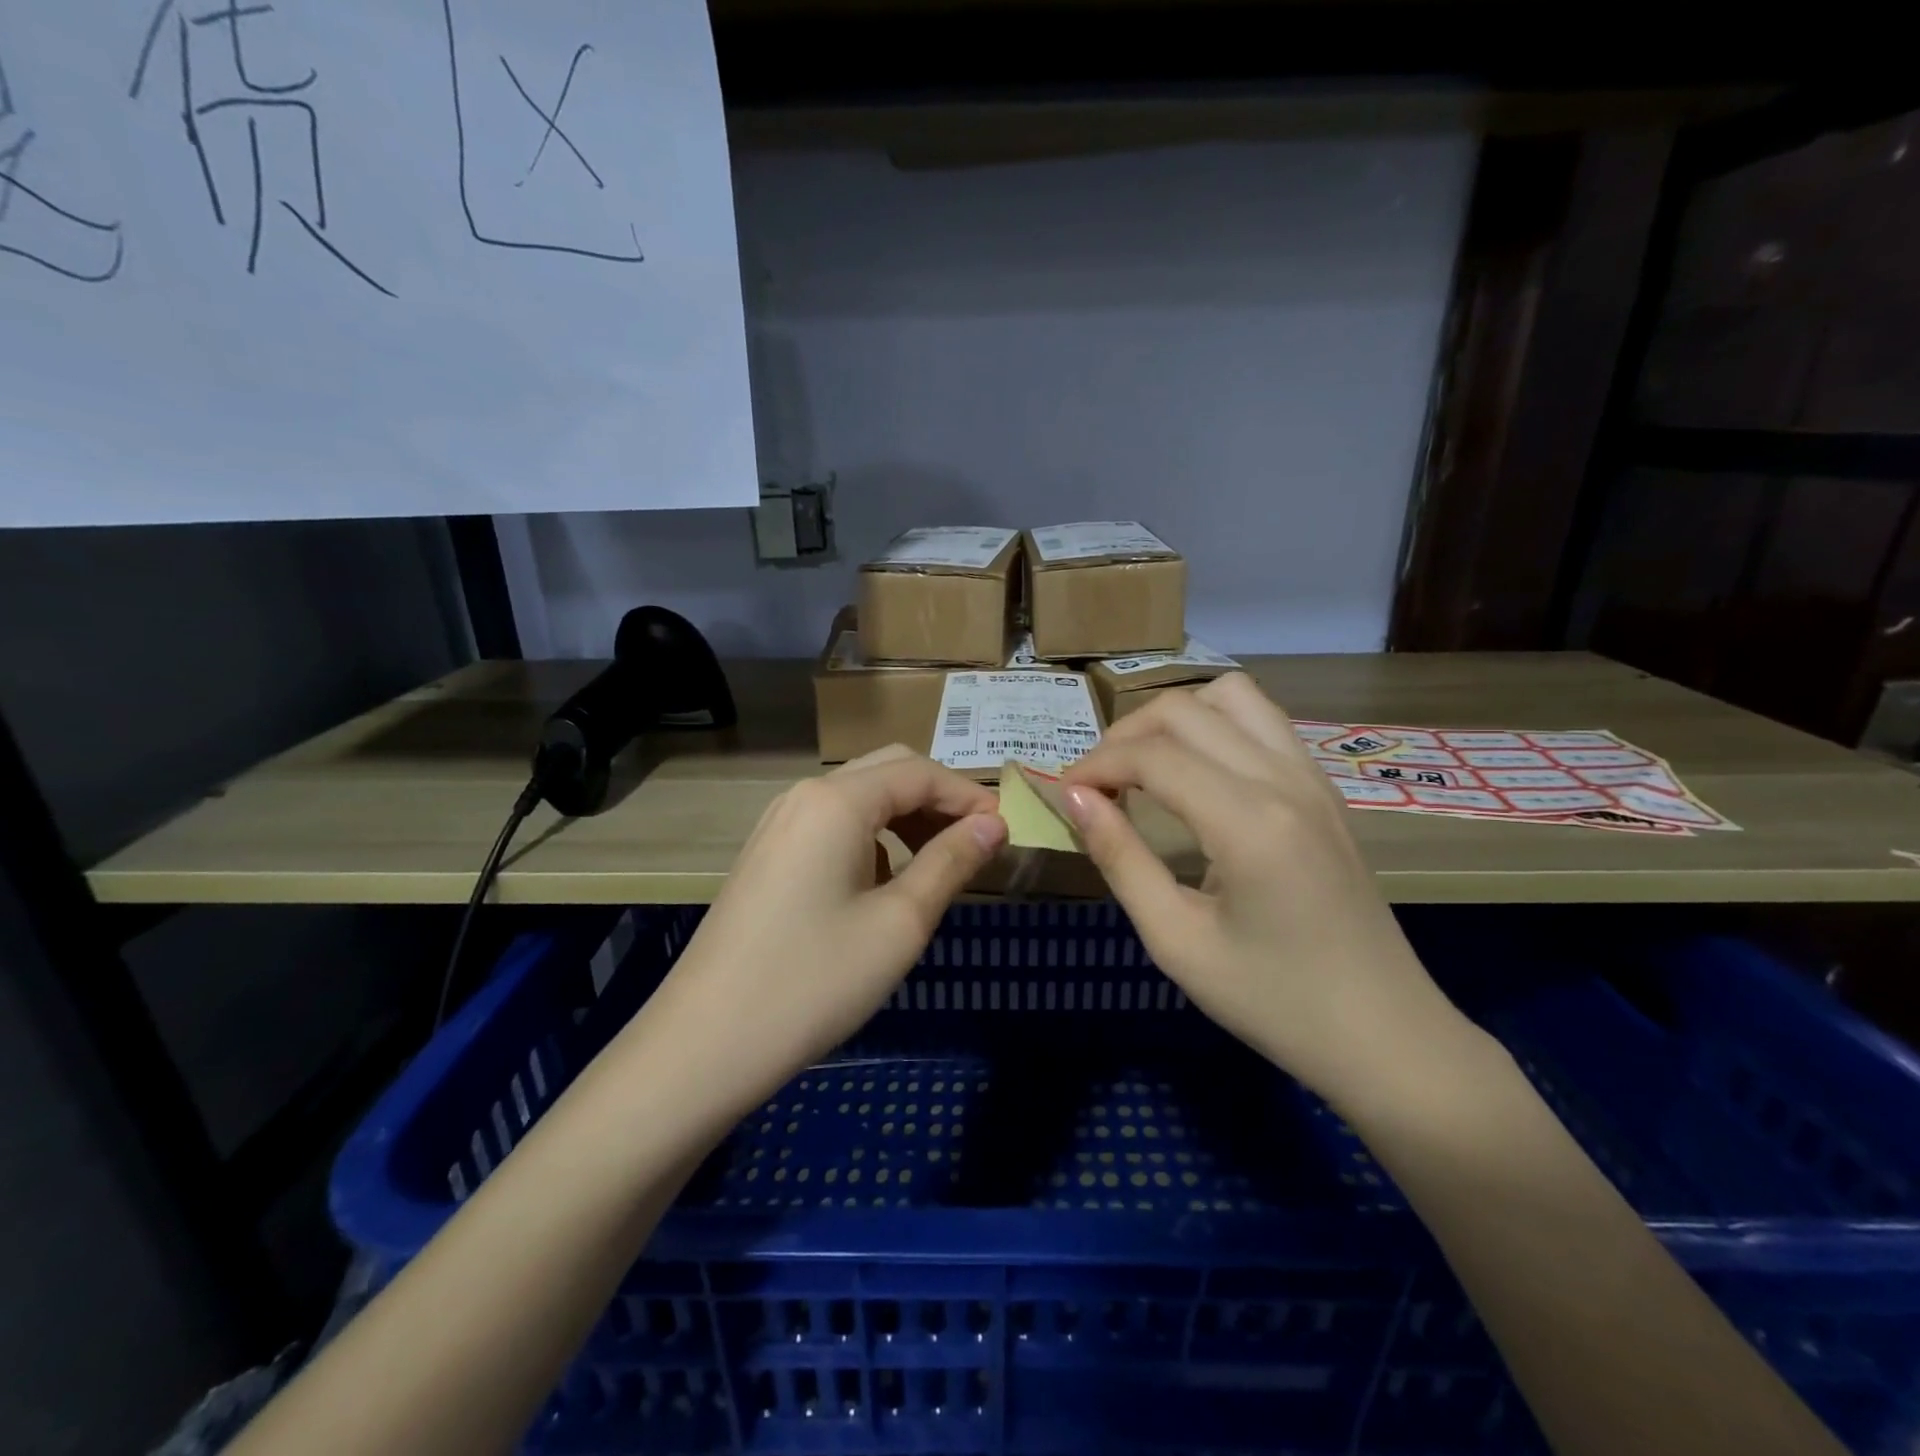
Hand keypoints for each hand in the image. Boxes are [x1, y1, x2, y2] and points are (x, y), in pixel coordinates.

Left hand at [643, 746, 1006, 1108]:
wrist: (706, 1043)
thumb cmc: (815, 980)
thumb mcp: (900, 923)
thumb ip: (951, 862)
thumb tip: (994, 822)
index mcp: (836, 801)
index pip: (919, 772)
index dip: (968, 795)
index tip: (1006, 830)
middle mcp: (804, 796)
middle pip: (887, 772)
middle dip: (937, 799)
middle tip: (975, 843)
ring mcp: (778, 824)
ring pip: (858, 798)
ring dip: (905, 818)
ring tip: (938, 864)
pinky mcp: (767, 855)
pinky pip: (831, 825)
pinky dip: (871, 838)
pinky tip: (883, 883)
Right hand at [1059, 674, 1471, 1105]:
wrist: (1384, 1037)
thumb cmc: (1273, 1002)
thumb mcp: (1176, 941)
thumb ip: (1120, 859)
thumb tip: (1073, 797)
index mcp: (1249, 822)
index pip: (1153, 756)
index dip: (1096, 765)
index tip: (1063, 795)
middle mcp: (1284, 780)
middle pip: (1185, 709)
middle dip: (1125, 735)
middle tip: (1096, 785)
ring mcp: (1312, 777)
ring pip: (1231, 696)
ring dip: (1174, 718)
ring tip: (1144, 766)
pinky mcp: (1324, 788)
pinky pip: (1262, 721)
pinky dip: (1214, 726)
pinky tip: (1195, 774)